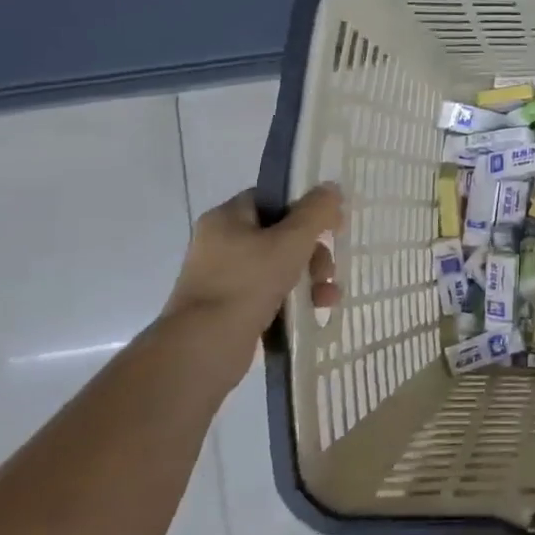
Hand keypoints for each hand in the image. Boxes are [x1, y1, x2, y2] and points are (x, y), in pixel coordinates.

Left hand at [160, 186, 341, 390]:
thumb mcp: (291, 241)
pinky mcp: (230, 307)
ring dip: (311, 278)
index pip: (272, 199)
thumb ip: (316, 211)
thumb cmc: (247, 283)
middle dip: (313, 252)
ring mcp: (224, 277)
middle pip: (281, 234)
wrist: (203, 347)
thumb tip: (331, 187)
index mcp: (227, 218)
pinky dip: (295, 298)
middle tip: (328, 269)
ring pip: (280, 266)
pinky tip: (315, 310)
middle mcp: (221, 243)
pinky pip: (271, 292)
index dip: (304, 207)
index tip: (330, 224)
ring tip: (327, 297)